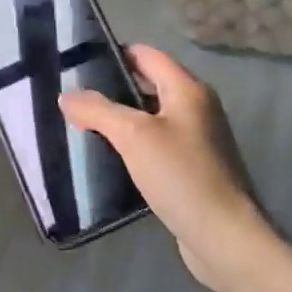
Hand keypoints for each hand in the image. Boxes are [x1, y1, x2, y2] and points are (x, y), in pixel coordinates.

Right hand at [59, 45, 271, 291]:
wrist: (223, 237)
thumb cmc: (181, 175)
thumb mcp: (133, 136)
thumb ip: (98, 110)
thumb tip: (67, 96)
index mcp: (188, 90)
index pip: (146, 55)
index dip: (113, 54)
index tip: (77, 63)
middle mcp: (196, 109)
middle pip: (147, 86)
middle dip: (111, 89)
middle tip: (73, 98)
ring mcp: (196, 141)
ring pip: (149, 119)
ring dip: (119, 121)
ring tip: (80, 126)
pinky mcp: (191, 170)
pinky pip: (155, 147)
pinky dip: (131, 147)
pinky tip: (106, 158)